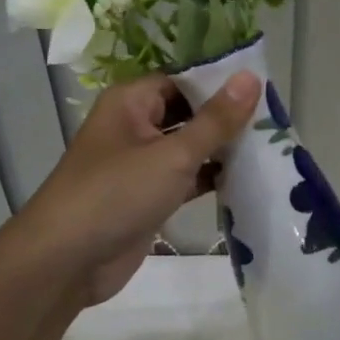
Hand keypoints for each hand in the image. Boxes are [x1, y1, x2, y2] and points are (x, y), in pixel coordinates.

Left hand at [1, 71, 260, 307]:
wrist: (65, 262)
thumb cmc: (116, 194)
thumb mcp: (172, 155)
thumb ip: (215, 120)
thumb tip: (251, 77)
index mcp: (131, 101)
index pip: (183, 78)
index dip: (220, 82)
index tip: (264, 87)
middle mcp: (134, 125)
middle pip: (188, 111)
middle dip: (226, 117)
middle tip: (274, 119)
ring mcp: (141, 163)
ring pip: (189, 146)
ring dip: (222, 149)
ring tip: (271, 147)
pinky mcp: (148, 196)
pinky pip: (186, 177)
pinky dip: (211, 177)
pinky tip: (248, 179)